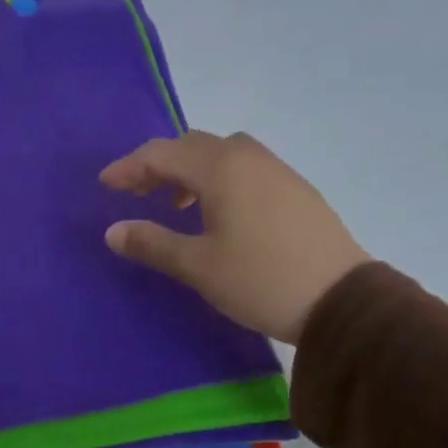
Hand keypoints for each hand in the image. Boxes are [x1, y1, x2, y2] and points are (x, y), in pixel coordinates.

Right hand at [99, 130, 369, 343]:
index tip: (105, 185)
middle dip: (158, 164)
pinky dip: (219, 177)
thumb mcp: (197, 266)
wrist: (342, 301)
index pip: (162, 154)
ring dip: (190, 169)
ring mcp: (277, 171)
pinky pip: (245, 167)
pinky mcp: (296, 190)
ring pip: (222, 154)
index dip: (128, 167)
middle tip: (135, 192)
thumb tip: (113, 231)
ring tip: (176, 203)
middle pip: (192, 146)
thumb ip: (151, 243)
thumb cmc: (259, 280)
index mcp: (221, 169)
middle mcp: (248, 158)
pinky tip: (218, 211)